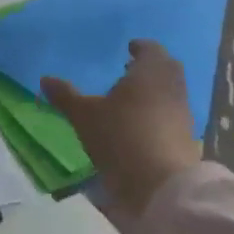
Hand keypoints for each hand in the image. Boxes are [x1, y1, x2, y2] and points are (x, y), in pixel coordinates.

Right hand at [43, 40, 200, 219]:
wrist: (163, 186)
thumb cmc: (122, 137)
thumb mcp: (85, 116)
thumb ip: (66, 96)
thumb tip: (45, 79)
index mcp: (151, 70)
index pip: (150, 48)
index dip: (139, 47)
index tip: (129, 49)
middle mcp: (172, 86)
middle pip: (165, 68)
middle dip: (149, 68)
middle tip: (129, 73)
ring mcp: (183, 113)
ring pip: (170, 92)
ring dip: (154, 92)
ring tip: (131, 101)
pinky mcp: (188, 138)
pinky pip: (172, 116)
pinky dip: (160, 114)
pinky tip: (141, 127)